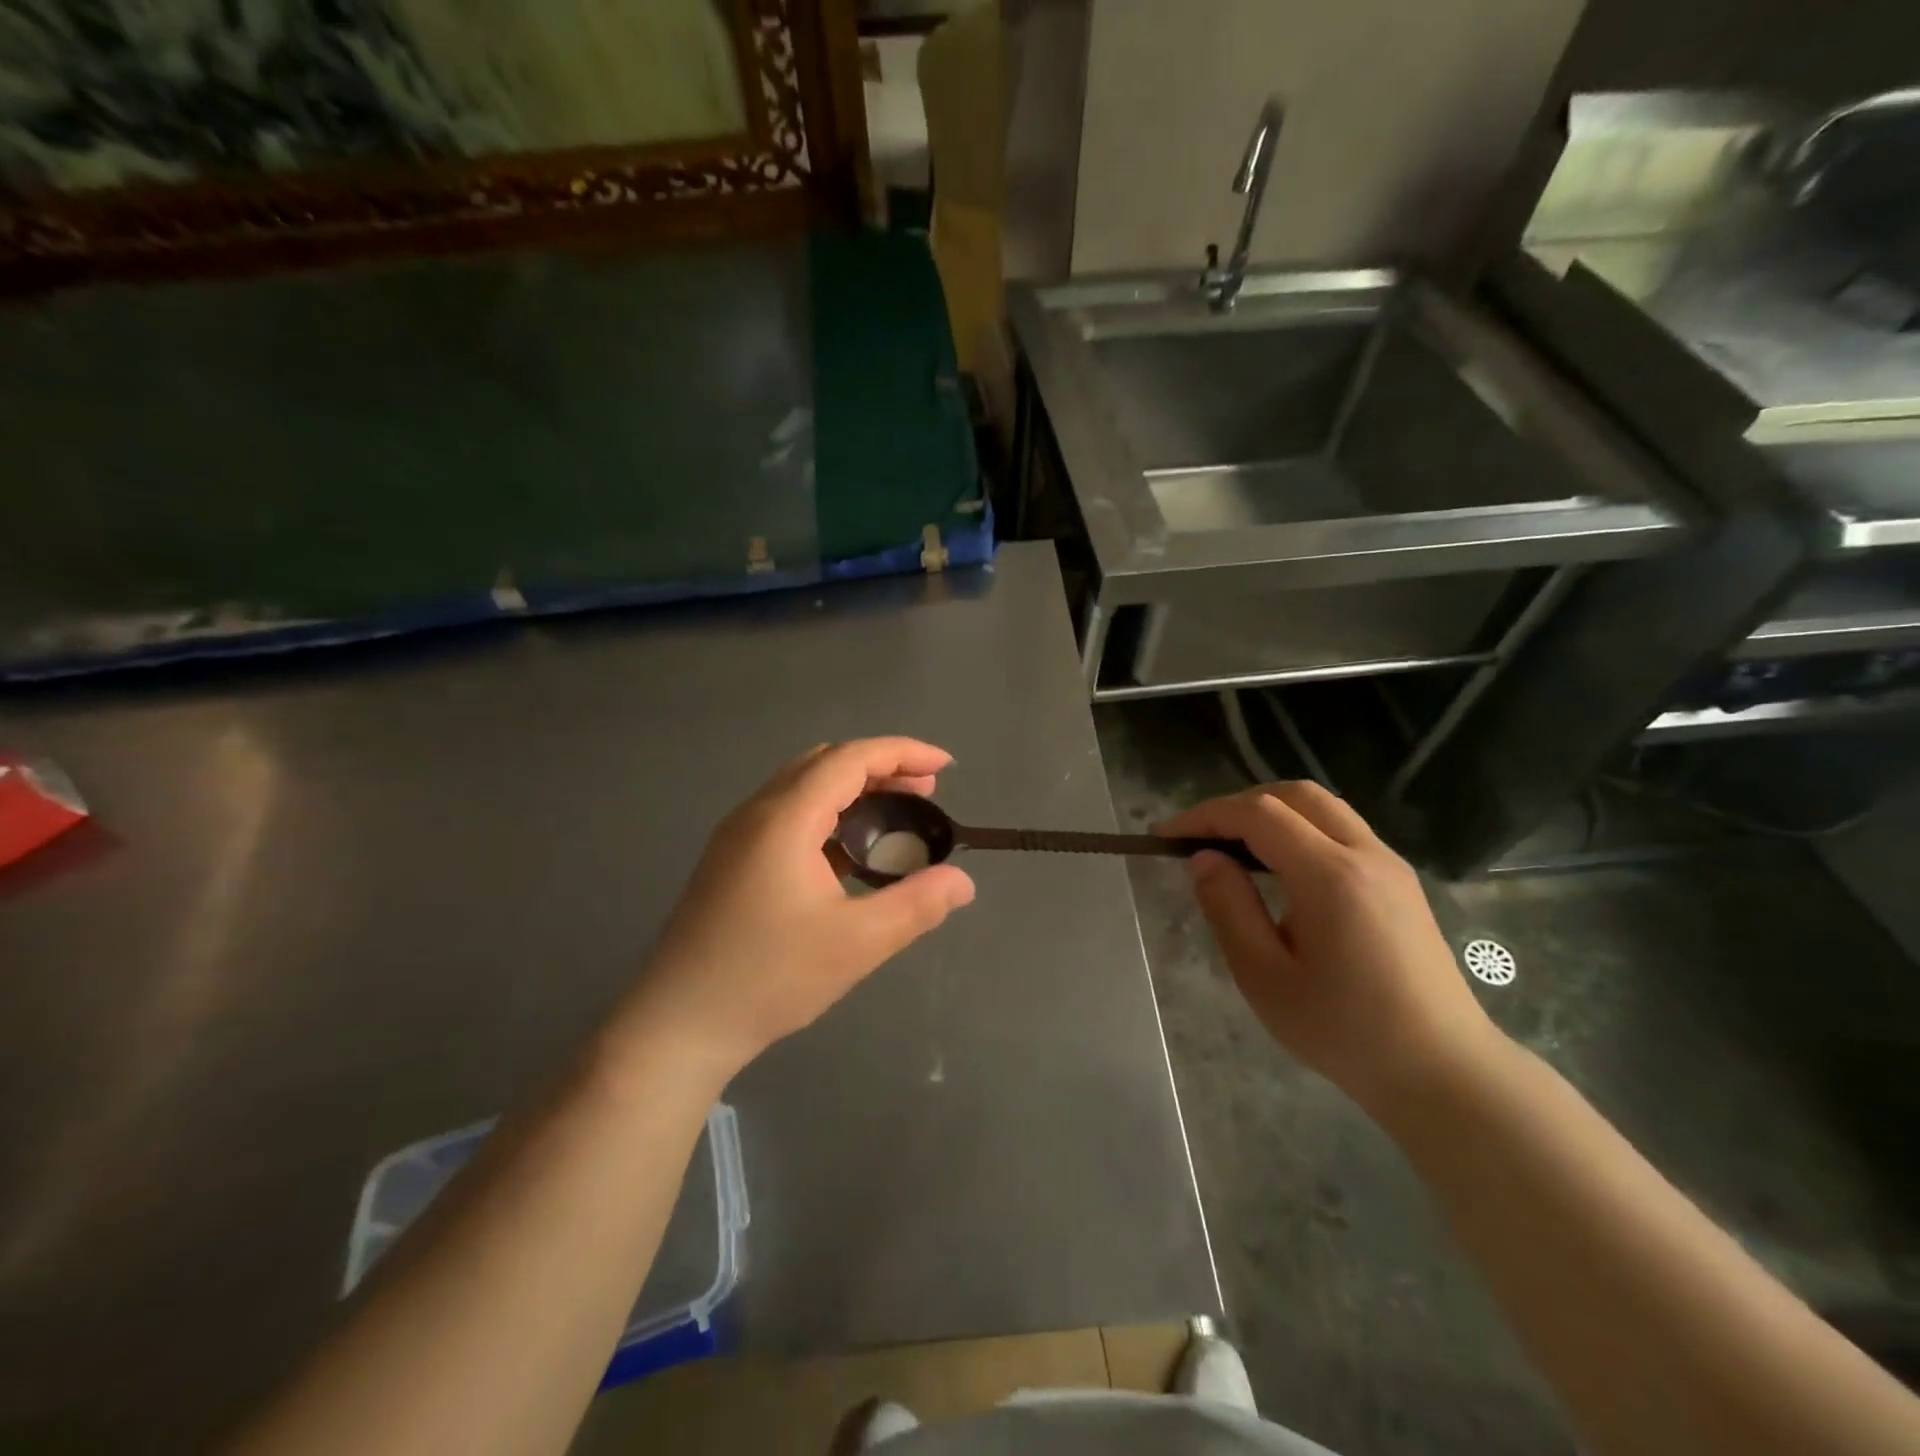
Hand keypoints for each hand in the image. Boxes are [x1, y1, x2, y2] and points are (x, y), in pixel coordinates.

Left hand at [618, 739, 975, 1081]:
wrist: (679, 1024)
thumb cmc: (769, 978)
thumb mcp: (857, 943)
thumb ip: (917, 905)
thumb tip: (962, 882)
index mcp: (784, 818)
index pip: (851, 759)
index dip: (903, 753)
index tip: (945, 768)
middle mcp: (757, 812)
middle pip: (826, 763)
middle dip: (881, 768)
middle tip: (926, 793)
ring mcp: (737, 835)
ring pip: (804, 786)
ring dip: (853, 790)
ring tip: (895, 817)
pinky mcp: (731, 860)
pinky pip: (788, 814)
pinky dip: (828, 814)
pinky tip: (848, 853)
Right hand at [1159, 782, 1497, 1111]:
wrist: (1443, 1072)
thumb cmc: (1345, 1031)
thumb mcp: (1266, 978)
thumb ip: (1229, 908)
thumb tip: (1203, 858)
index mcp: (1331, 876)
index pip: (1258, 814)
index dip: (1205, 816)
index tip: (1165, 837)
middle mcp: (1366, 854)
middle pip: (1294, 795)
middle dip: (1238, 805)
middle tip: (1200, 838)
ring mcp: (1389, 864)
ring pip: (1322, 808)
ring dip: (1271, 813)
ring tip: (1233, 849)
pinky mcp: (1400, 882)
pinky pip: (1341, 830)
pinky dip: (1299, 829)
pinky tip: (1279, 869)